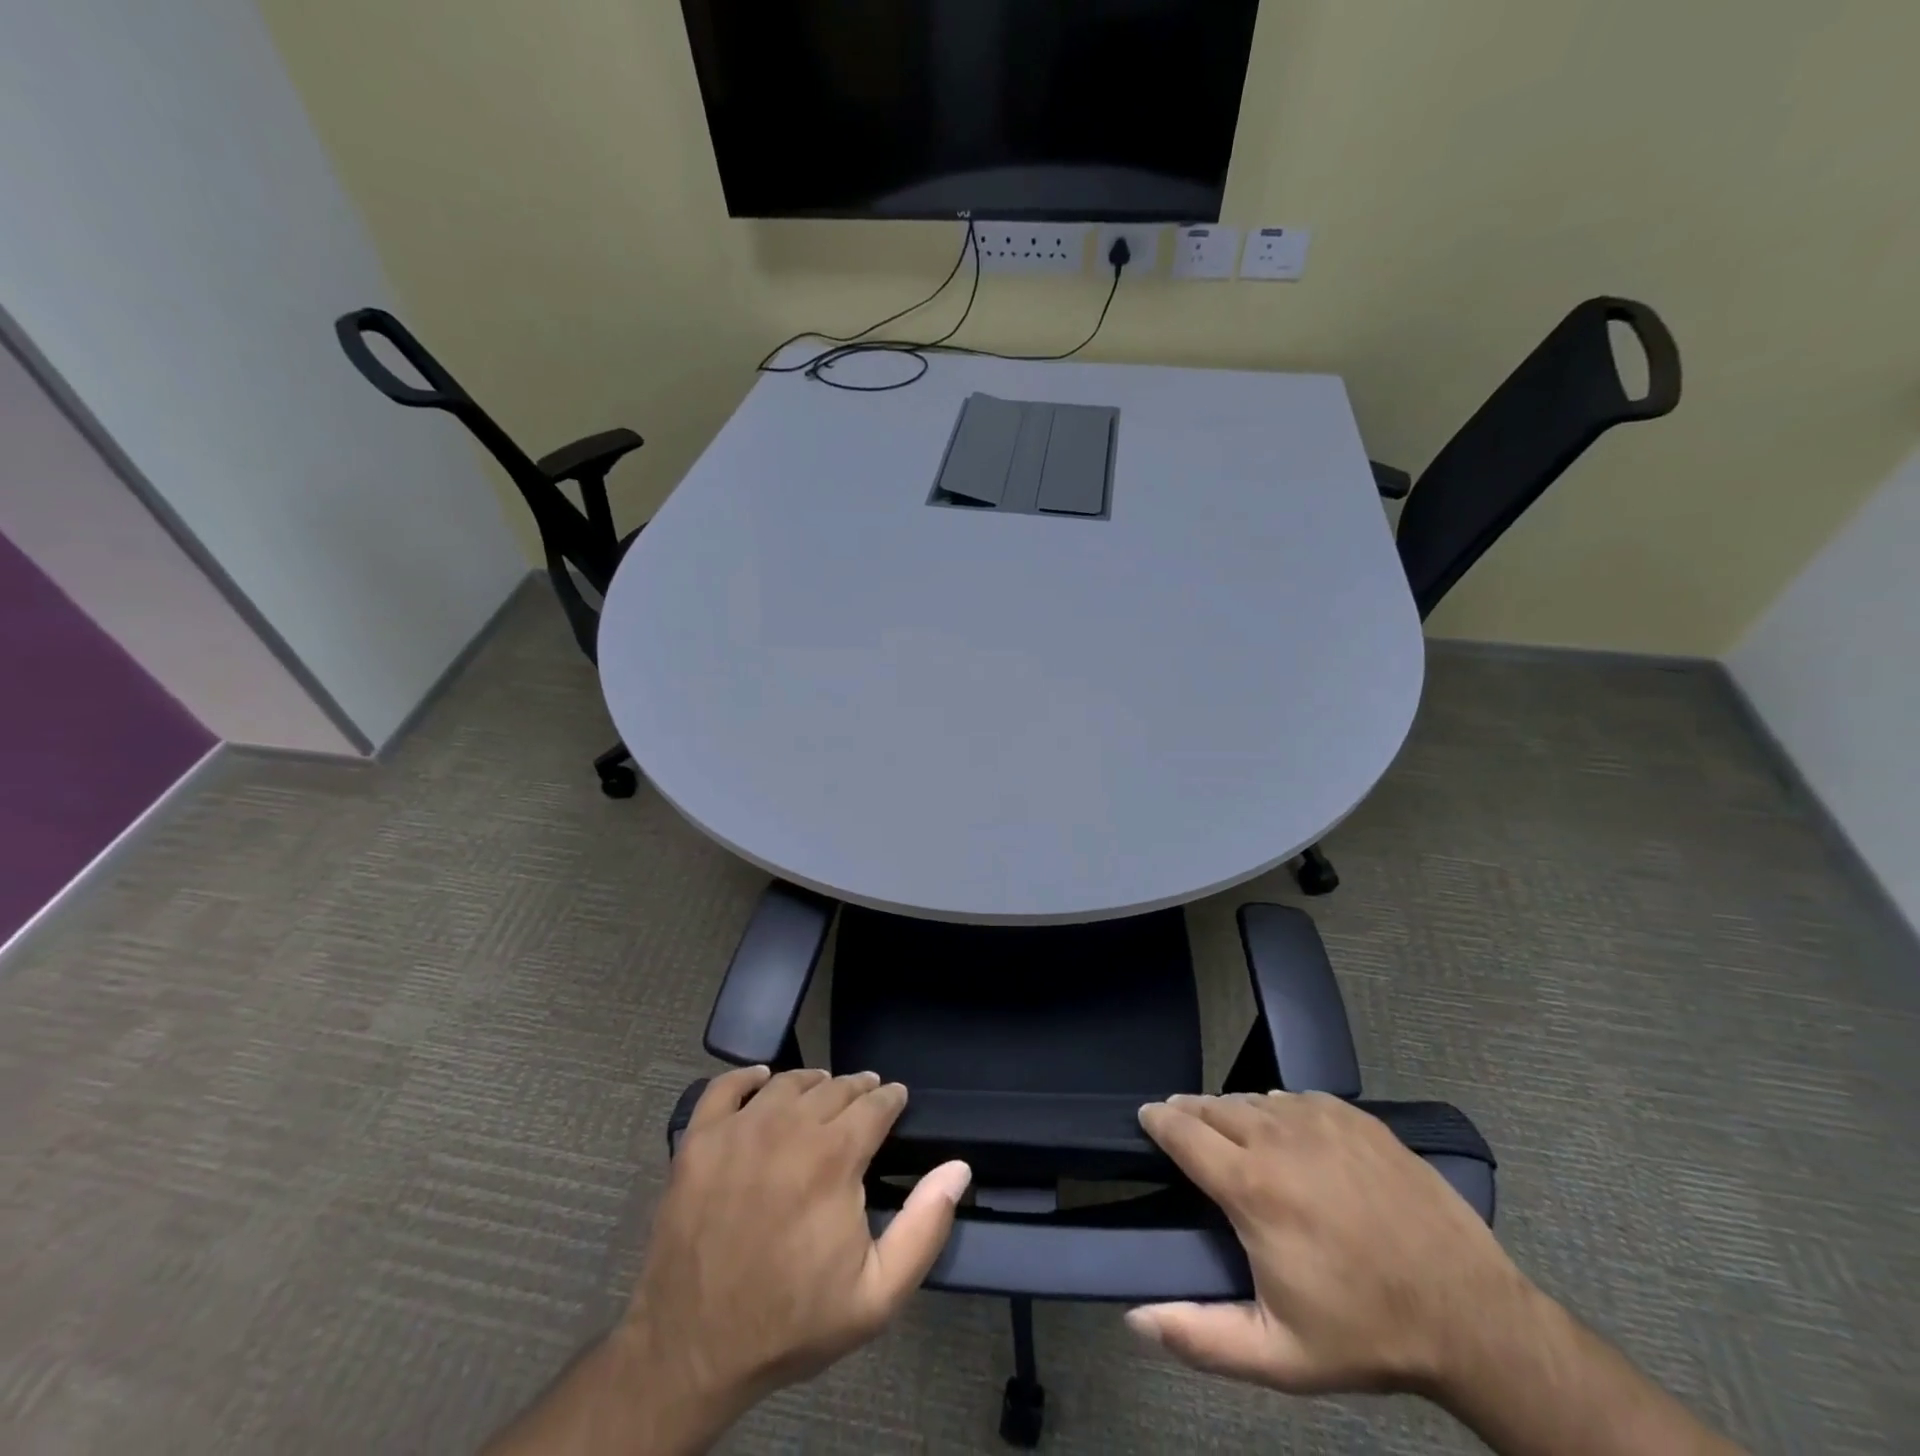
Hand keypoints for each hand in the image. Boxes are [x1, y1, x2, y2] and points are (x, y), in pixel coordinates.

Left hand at [626, 1067, 971, 1428]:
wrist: (692, 1352)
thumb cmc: (791, 1322)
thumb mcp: (876, 1295)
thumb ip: (924, 1227)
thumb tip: (958, 1168)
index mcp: (834, 1157)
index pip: (874, 1105)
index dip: (890, 1098)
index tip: (896, 1098)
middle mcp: (787, 1128)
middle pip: (833, 1087)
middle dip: (857, 1088)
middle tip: (865, 1096)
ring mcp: (738, 1130)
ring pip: (787, 1082)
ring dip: (813, 1081)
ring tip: (823, 1089)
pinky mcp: (698, 1141)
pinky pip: (724, 1088)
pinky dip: (746, 1077)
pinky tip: (761, 1081)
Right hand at [1128, 1090, 1530, 1396]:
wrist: (1471, 1315)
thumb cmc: (1366, 1333)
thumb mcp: (1279, 1355)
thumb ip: (1199, 1336)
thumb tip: (1135, 1319)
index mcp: (1251, 1185)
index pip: (1182, 1131)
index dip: (1157, 1120)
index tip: (1145, 1118)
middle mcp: (1277, 1136)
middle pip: (1213, 1106)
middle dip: (1189, 1112)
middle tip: (1180, 1124)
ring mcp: (1319, 1119)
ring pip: (1254, 1098)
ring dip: (1231, 1111)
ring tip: (1228, 1130)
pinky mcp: (1355, 1116)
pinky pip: (1297, 1098)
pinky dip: (1278, 1109)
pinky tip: (1285, 1130)